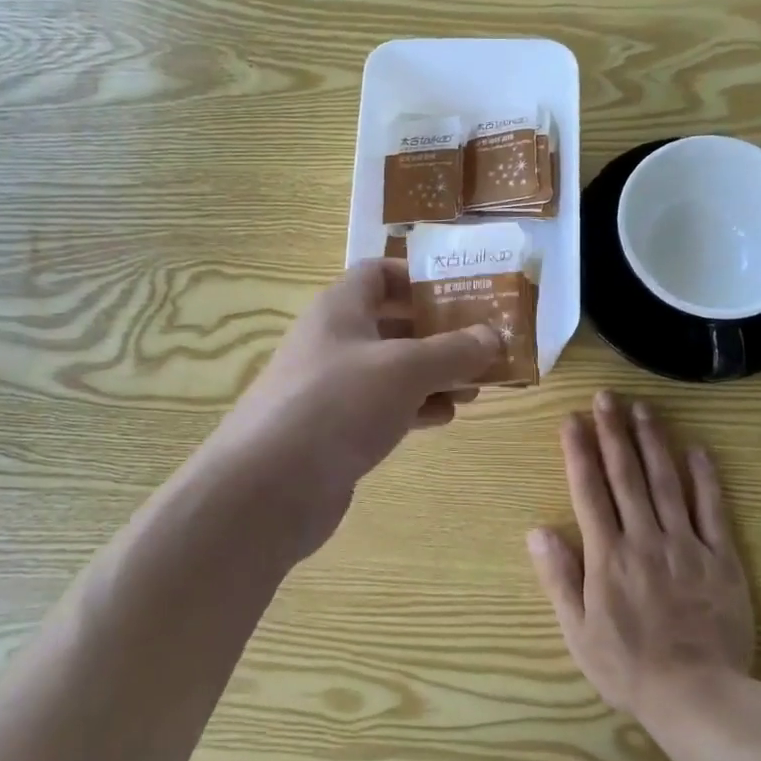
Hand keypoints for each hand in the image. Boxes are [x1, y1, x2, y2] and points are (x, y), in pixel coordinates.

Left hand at [207, 261, 499, 546]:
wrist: (269, 487)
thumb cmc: (339, 404)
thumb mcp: (405, 369)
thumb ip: (453, 350)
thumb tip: (492, 336)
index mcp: (341, 308)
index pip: (379, 273)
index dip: (419, 278)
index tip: (462, 294)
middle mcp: (334, 341)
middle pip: (392, 323)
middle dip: (439, 333)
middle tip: (484, 346)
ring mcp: (332, 388)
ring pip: (392, 370)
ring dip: (434, 374)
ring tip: (476, 387)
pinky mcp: (335, 430)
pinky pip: (383, 407)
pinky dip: (415, 408)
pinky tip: (445, 418)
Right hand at [528, 391, 754, 720]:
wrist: (697, 696)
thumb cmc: (628, 667)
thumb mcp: (578, 631)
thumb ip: (559, 578)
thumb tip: (537, 530)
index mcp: (607, 555)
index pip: (589, 491)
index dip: (579, 452)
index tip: (573, 420)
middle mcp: (644, 538)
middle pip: (626, 475)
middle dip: (613, 432)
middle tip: (607, 397)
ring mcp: (685, 545)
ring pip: (666, 482)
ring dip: (653, 442)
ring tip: (643, 409)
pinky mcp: (721, 558)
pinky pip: (712, 510)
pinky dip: (705, 478)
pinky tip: (697, 449)